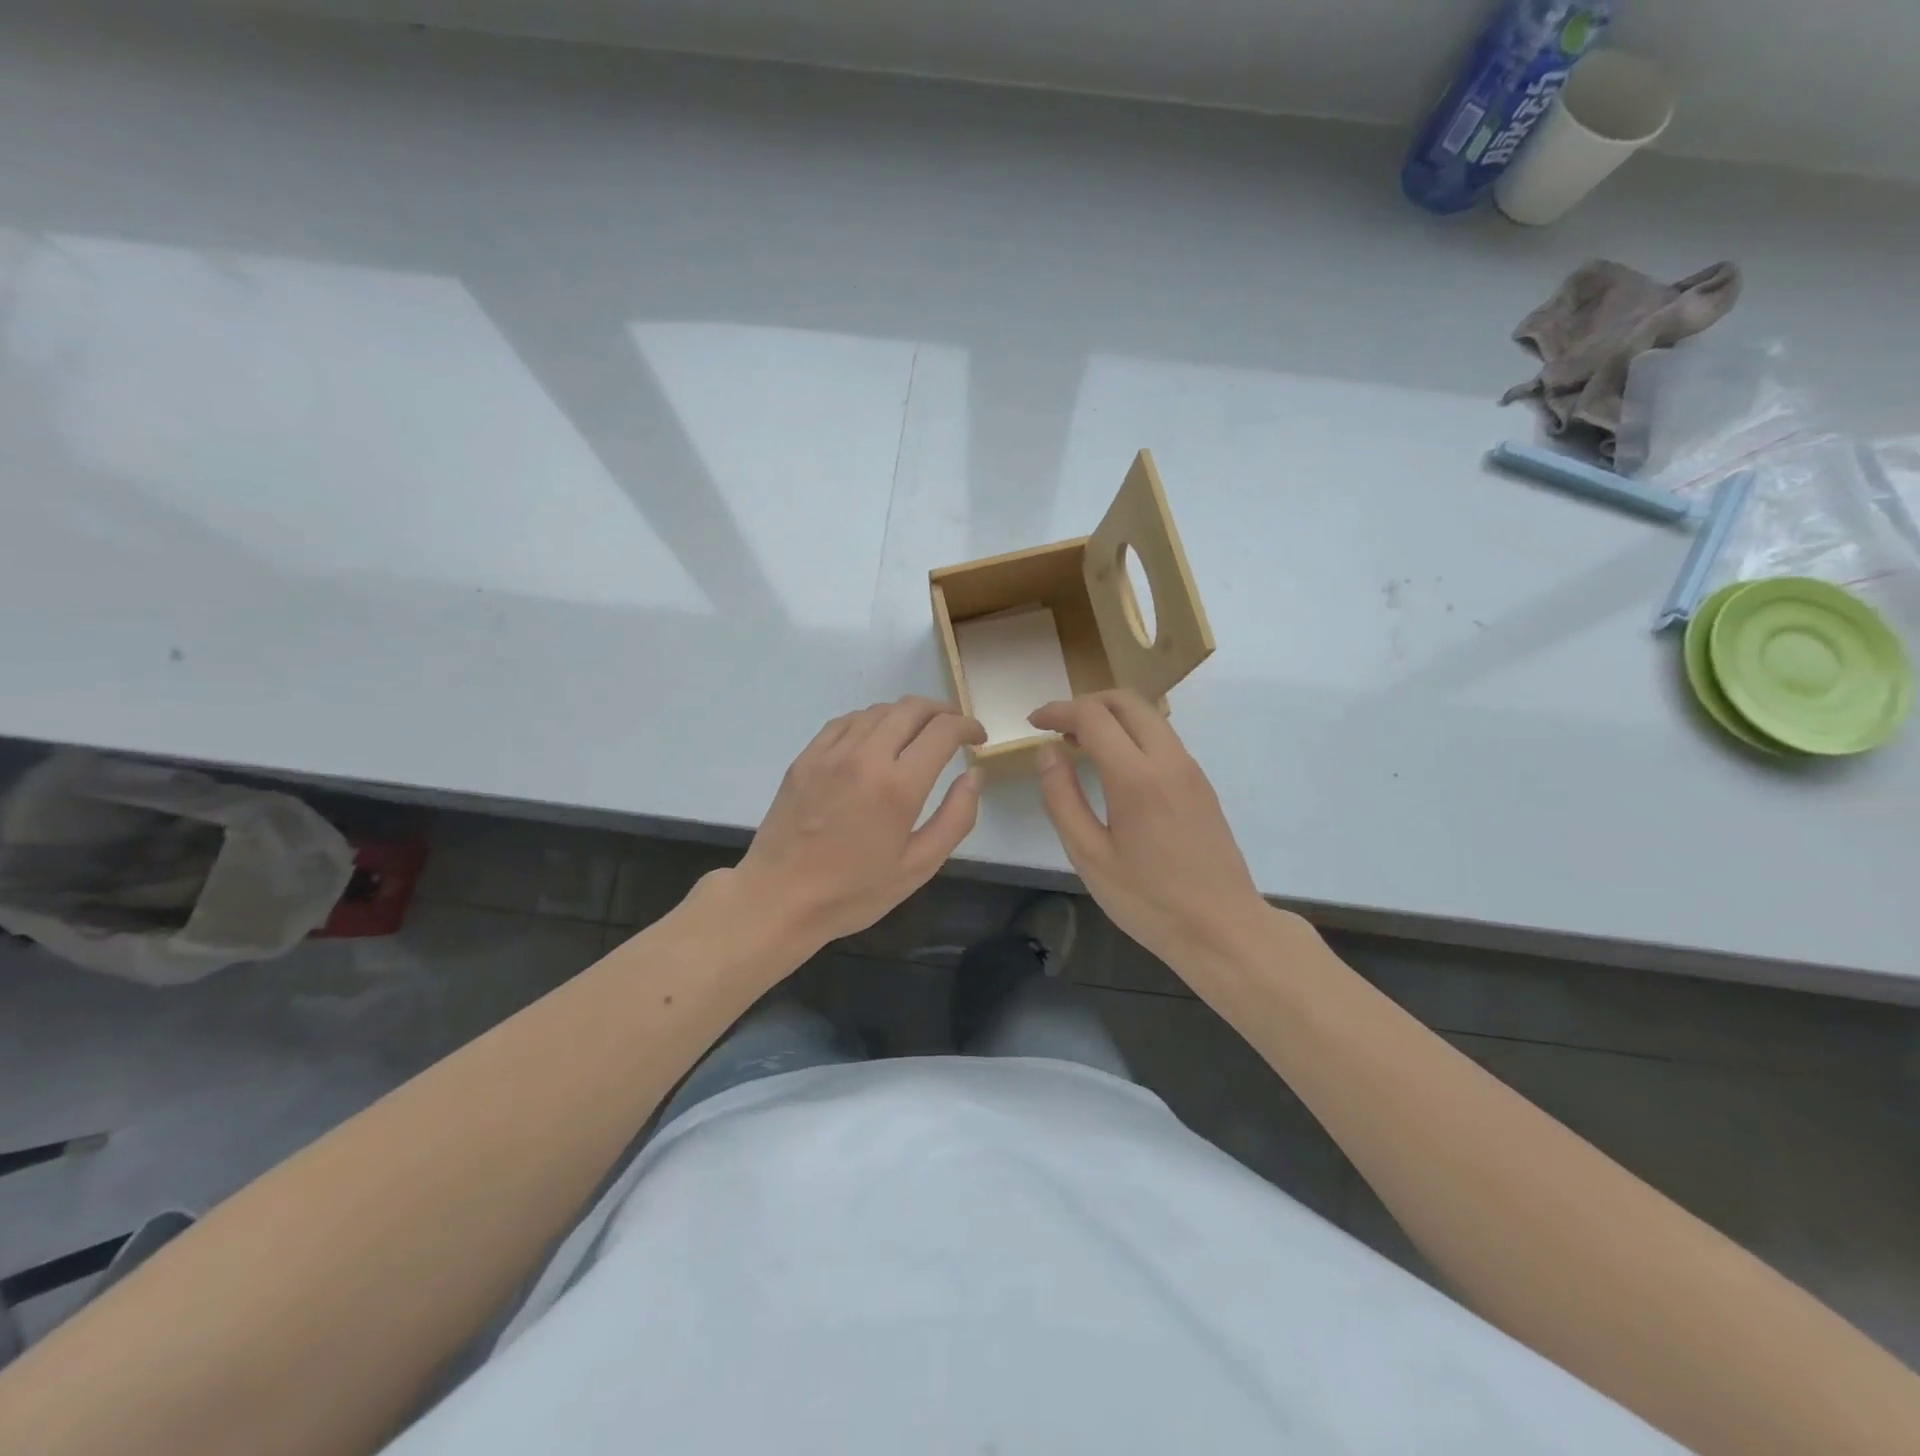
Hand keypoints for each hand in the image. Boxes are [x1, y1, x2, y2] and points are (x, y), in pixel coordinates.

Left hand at [737, 696, 985, 949]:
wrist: (778, 899)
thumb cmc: (853, 892)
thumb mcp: (918, 867)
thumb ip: (956, 818)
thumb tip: (974, 776)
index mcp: (898, 787)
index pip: (942, 731)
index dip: (967, 726)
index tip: (977, 738)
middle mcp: (865, 757)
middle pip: (911, 708)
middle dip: (941, 711)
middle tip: (953, 729)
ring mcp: (830, 753)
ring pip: (878, 710)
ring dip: (907, 714)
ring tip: (918, 734)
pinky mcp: (806, 757)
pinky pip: (845, 721)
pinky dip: (871, 720)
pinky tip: (876, 738)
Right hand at [1029, 691, 1267, 970]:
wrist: (1223, 928)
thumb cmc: (1149, 900)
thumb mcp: (1089, 856)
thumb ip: (1062, 798)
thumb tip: (1048, 753)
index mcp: (1136, 777)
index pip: (1092, 716)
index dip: (1058, 711)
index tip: (1034, 723)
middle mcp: (1168, 760)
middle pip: (1126, 701)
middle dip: (1086, 702)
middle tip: (1057, 727)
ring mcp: (1190, 769)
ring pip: (1148, 716)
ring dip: (1111, 716)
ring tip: (1080, 744)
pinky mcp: (1201, 784)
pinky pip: (1162, 737)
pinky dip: (1131, 733)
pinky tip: (1113, 765)